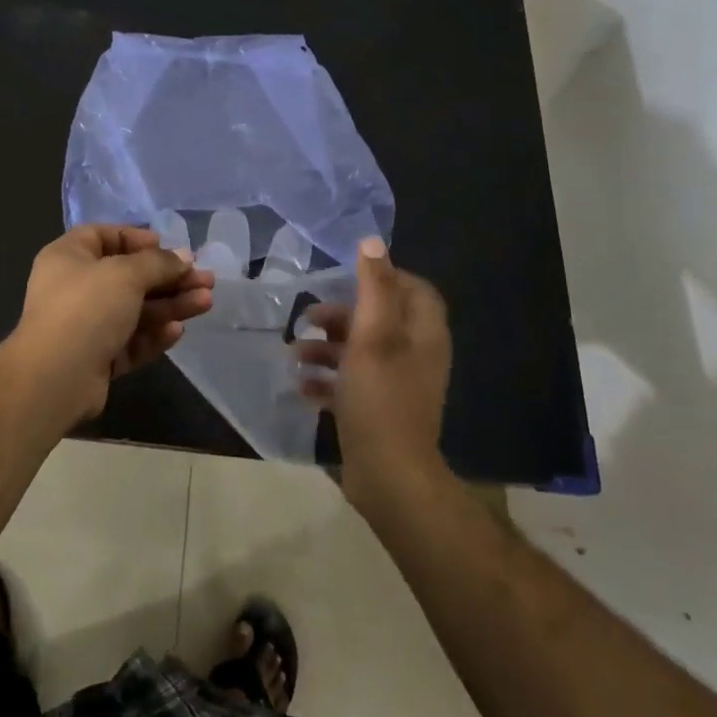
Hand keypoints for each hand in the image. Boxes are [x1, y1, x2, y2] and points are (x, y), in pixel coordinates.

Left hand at [7, 225, 214, 426]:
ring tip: (206, 302)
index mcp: (69, 257)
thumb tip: (184, 258)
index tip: (167, 247)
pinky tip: (177, 331)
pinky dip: (153, 335)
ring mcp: (85, 326)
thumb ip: (159, 263)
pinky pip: (129, 341)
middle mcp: (74, 288)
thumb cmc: (86, 309)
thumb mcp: (126, 274)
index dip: (137, 239)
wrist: (55, 378)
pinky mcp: (96, 359)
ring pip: (134, 310)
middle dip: (169, 277)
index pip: (104, 236)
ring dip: (170, 305)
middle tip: (205, 280)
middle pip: (128, 276)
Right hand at [293, 237, 451, 511]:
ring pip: (361, 353)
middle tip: (307, 316)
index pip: (413, 290)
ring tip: (294, 353)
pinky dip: (327, 380)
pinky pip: (351, 385)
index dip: (383, 277)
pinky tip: (300, 385)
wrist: (389, 476)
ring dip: (326, 348)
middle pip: (380, 320)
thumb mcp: (373, 336)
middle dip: (341, 316)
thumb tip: (372, 241)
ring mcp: (397, 386)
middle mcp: (414, 356)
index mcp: (422, 334)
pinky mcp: (379, 411)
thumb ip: (373, 287)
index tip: (345, 277)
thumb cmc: (380, 397)